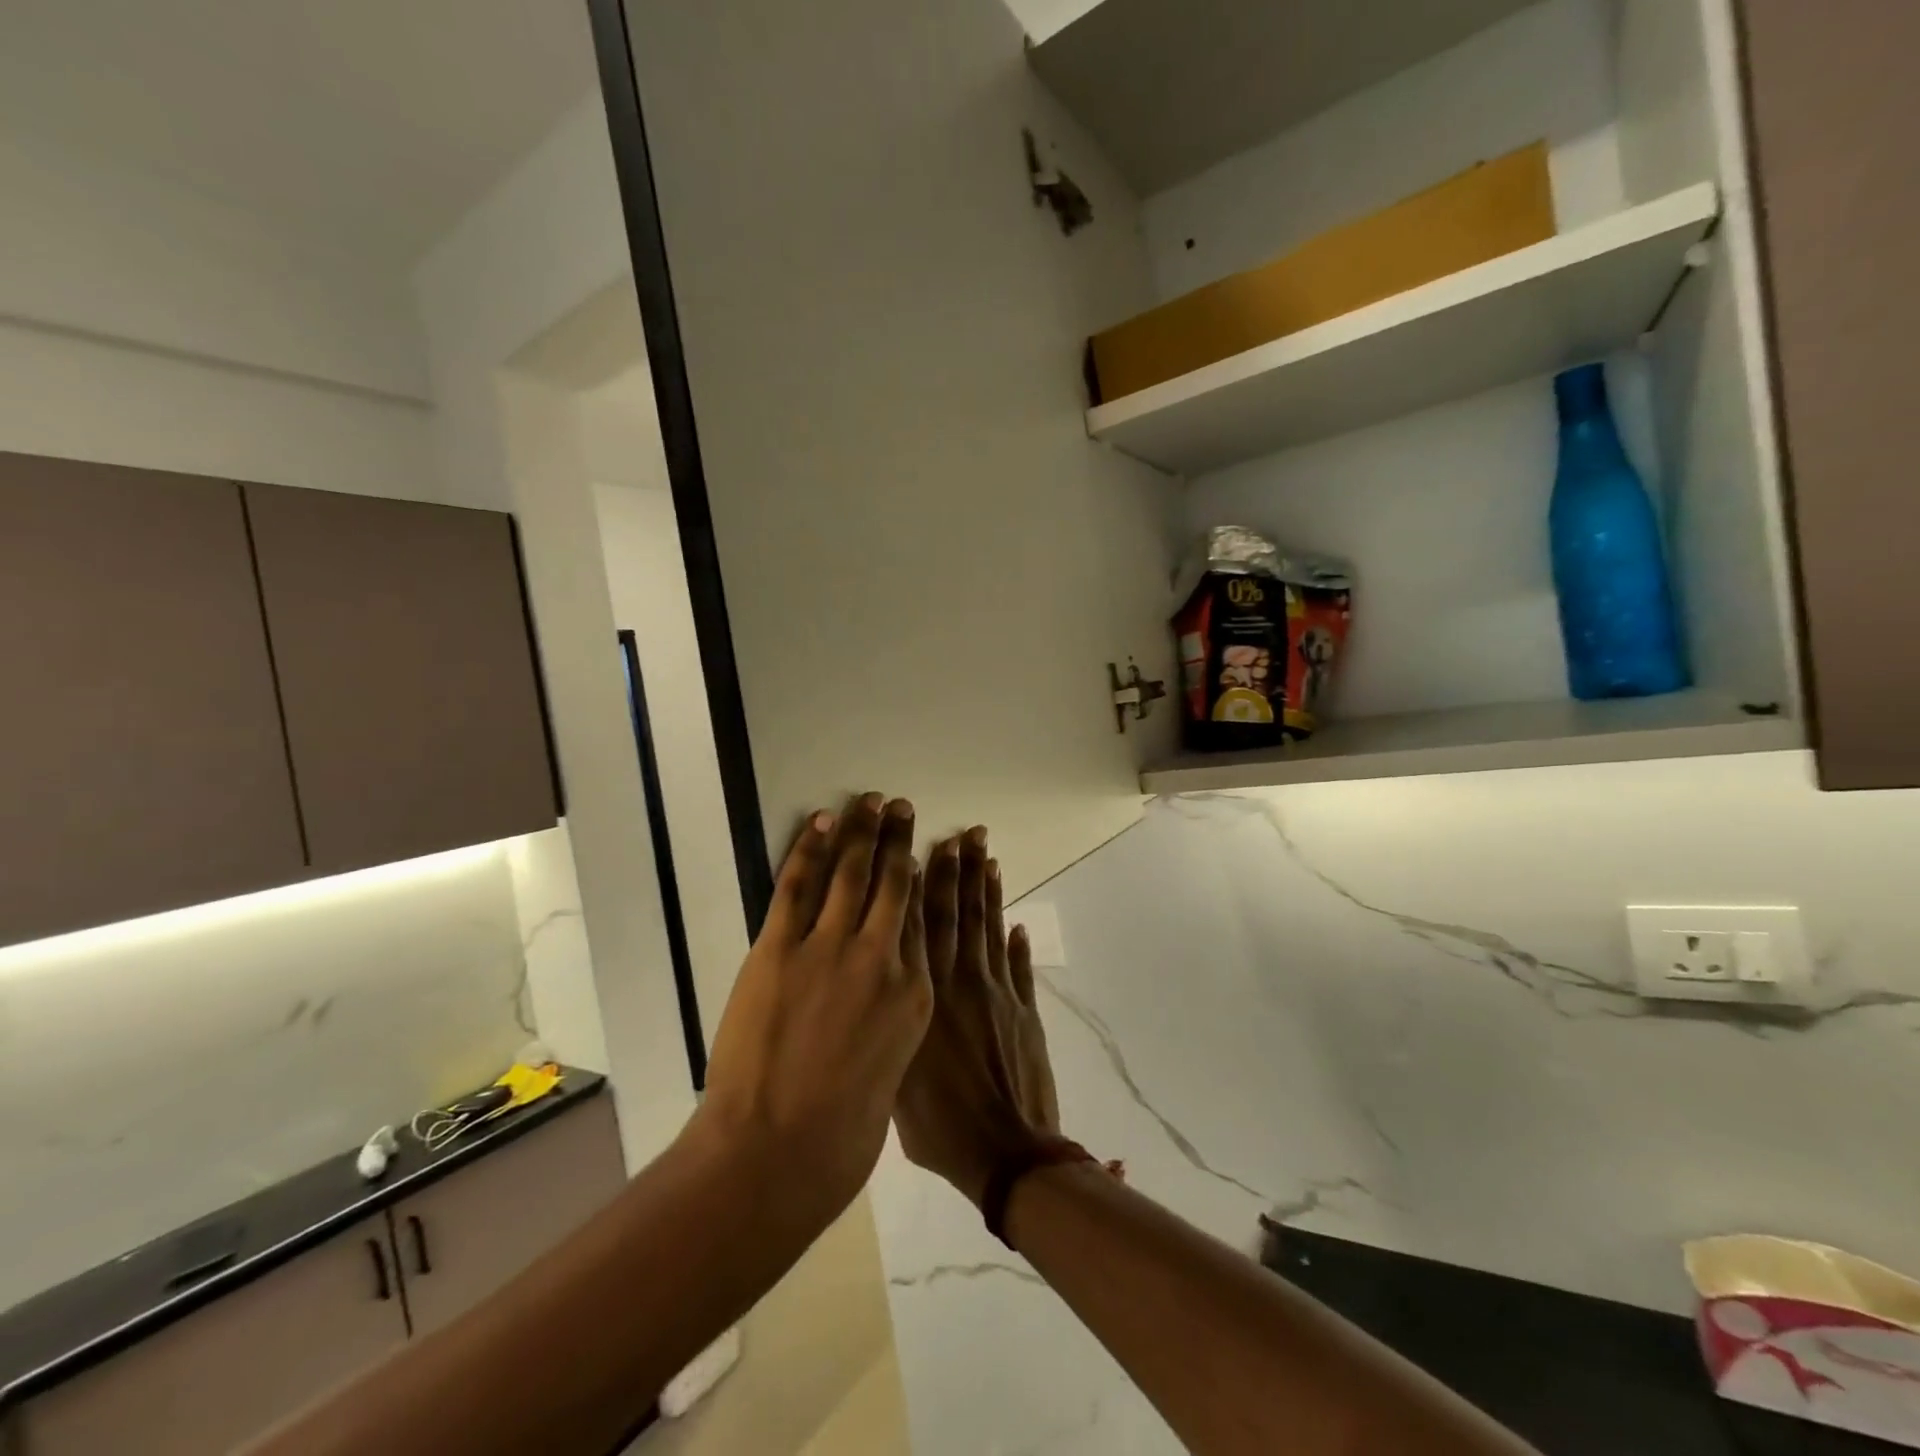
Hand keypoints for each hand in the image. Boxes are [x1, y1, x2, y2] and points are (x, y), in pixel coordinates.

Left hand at [696, 793, 932, 1227]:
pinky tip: (821, 822)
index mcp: (915, 994)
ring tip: (869, 800)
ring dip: (861, 830)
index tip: (925, 851)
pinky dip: (810, 849)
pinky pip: (799, 886)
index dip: (923, 878)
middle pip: (896, 884)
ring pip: (852, 873)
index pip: (922, 918)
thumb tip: (886, 1000)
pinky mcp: (780, 950)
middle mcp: (882, 960)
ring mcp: (831, 950)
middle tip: (901, 806)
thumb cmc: (842, 1135)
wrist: (778, 1155)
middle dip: (898, 839)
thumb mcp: (891, 1072)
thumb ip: (893, 1026)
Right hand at [894, 826, 1060, 1208]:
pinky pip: (1019, 967)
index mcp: (924, 996)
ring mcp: (997, 993)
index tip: (922, 849)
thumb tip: (880, 989)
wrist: (1006, 1155)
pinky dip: (1017, 943)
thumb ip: (891, 1027)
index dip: (921, 885)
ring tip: (987, 855)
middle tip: (962, 834)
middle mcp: (961, 983)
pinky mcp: (1024, 1010)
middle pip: (958, 915)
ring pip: (989, 929)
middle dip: (958, 871)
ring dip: (987, 891)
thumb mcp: (895, 1080)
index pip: (921, 926)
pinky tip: (1016, 920)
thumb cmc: (938, 1126)